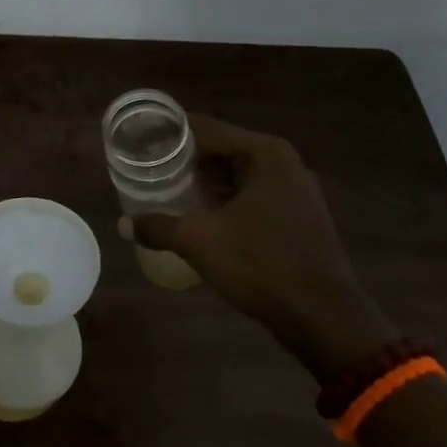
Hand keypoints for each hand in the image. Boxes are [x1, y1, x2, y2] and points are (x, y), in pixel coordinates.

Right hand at [129, 116, 395, 378]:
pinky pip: (250, 193)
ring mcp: (294, 189)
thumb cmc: (261, 266)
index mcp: (264, 154)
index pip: (205, 128)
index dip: (169, 132)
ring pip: (235, 173)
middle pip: (220, 148)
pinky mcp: (297, 214)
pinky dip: (223, 197)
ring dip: (202, 179)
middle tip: (145, 165)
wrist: (323, 318)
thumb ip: (158, 227)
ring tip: (163, 186)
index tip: (138, 139)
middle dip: (183, 157)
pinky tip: (197, 212)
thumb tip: (122, 224)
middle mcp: (282, 163)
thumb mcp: (200, 242)